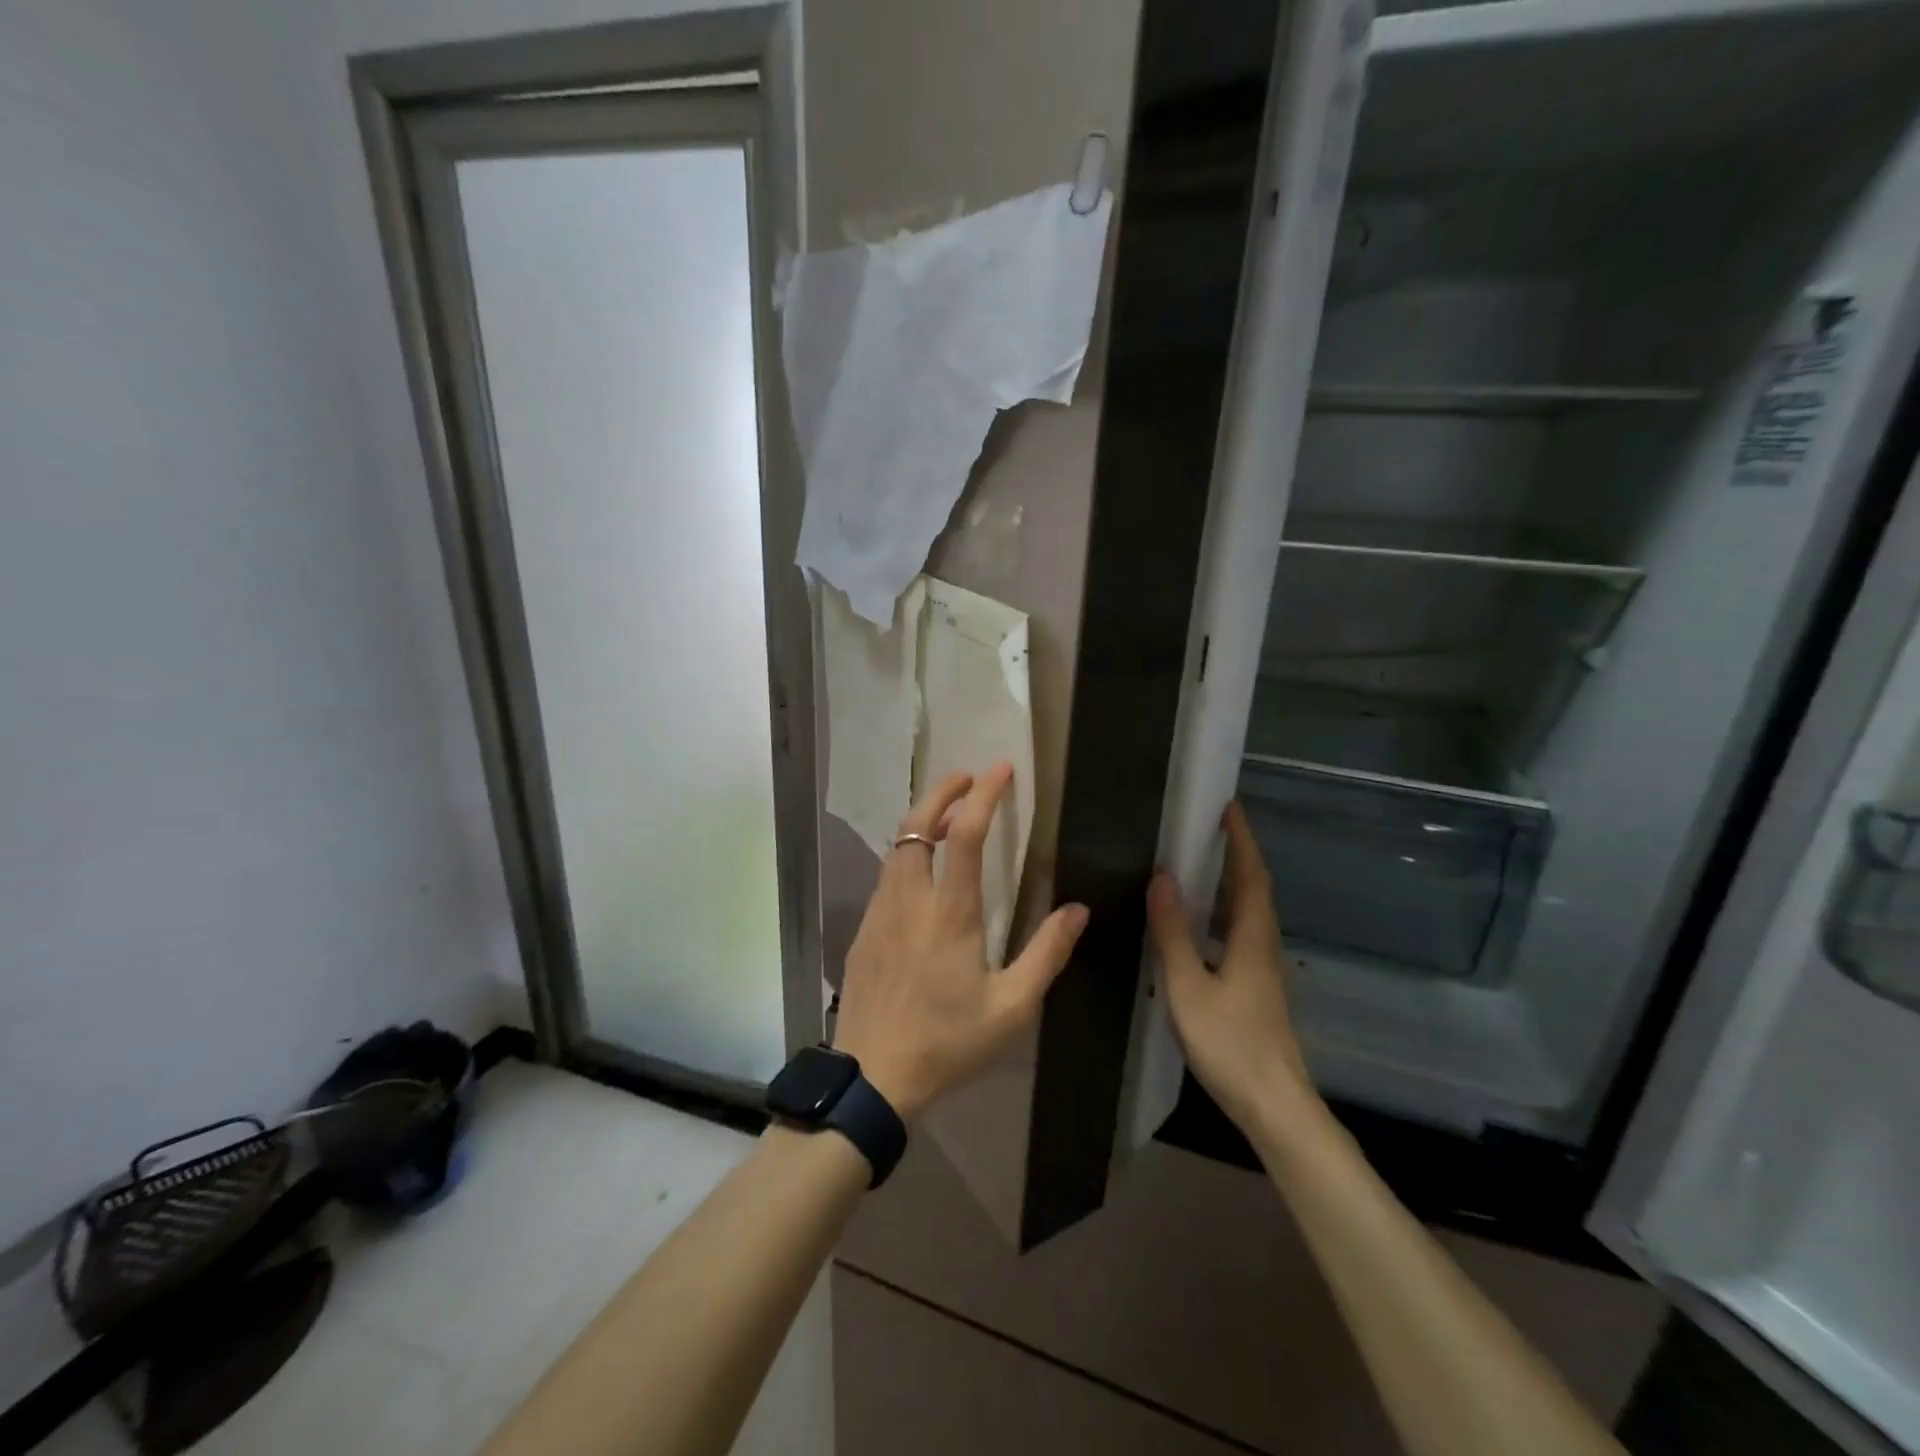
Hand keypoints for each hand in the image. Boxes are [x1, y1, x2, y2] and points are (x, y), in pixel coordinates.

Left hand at [832, 762, 1089, 1123]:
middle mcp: (910, 899)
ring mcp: (880, 913)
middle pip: (916, 824)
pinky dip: (906, 854)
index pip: (964, 834)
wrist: (871, 1077)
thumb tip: (1077, 909)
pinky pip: (886, 876)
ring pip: (896, 848)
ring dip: (922, 821)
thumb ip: (1047, 954)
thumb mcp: (1012, 1007)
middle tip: (967, 777)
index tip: (1001, 770)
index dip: (984, 795)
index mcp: (950, 912)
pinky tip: (921, 872)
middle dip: (942, 791)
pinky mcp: (863, 931)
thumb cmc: (947, 1042)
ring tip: (948, 816)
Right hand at [1146, 801, 1316, 1132]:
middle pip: (1255, 889)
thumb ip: (1173, 933)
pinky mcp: (1257, 990)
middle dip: (1237, 854)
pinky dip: (1224, 913)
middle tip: (1210, 828)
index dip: (1241, 840)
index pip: (1250, 876)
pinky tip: (1201, 927)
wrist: (1275, 1107)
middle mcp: (1264, 946)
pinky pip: (1241, 934)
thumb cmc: (1230, 1044)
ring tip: (1201, 865)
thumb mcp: (1188, 987)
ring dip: (1232, 883)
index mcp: (1252, 939)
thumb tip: (1161, 878)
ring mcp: (1264, 970)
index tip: (1229, 807)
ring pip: (1250, 913)